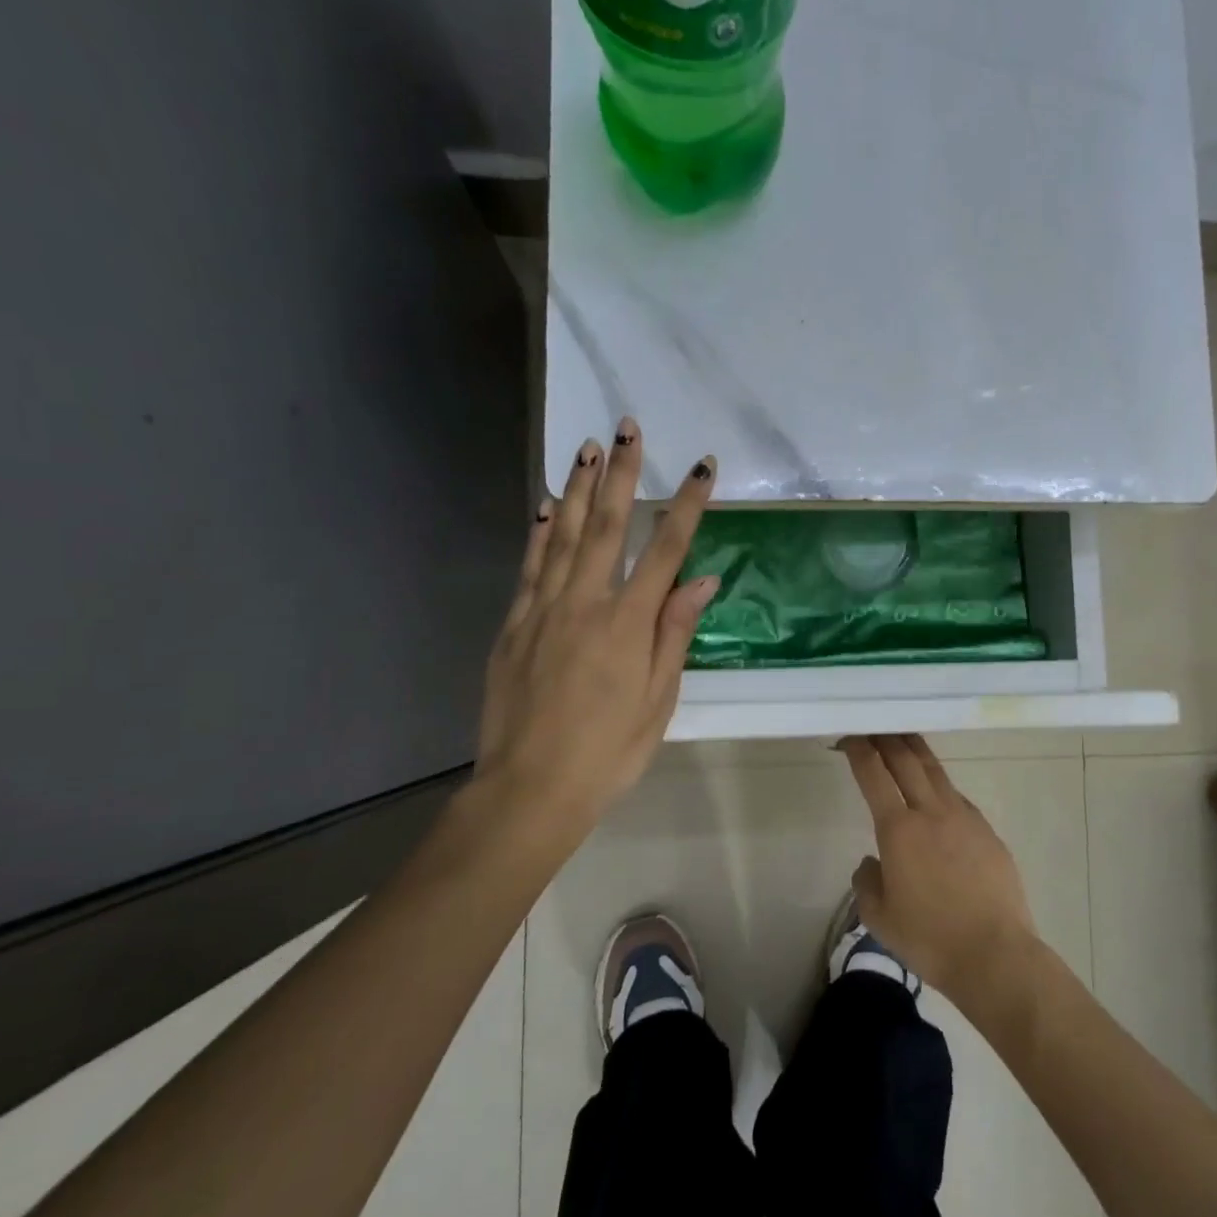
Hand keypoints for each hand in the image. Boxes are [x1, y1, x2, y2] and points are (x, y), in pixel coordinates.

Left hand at [476, 419, 718, 845]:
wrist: (530, 789)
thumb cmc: (608, 751)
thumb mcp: (658, 699)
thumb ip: (675, 632)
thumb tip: (702, 579)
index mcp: (628, 623)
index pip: (665, 549)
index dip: (686, 504)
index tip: (701, 466)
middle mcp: (585, 603)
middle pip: (606, 526)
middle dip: (621, 473)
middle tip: (626, 428)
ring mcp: (543, 611)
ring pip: (562, 536)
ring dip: (578, 488)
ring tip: (586, 447)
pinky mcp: (514, 625)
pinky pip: (530, 567)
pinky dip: (539, 532)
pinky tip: (545, 506)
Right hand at [841, 734, 1039, 1006]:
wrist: (995, 954)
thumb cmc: (929, 938)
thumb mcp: (879, 917)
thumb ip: (867, 882)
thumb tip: (872, 863)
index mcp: (899, 829)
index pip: (874, 775)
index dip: (859, 751)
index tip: (850, 736)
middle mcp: (931, 812)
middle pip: (907, 761)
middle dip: (888, 739)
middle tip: (876, 725)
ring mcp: (965, 818)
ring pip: (937, 773)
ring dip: (917, 751)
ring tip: (906, 738)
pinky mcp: (988, 832)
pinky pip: (959, 798)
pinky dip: (941, 785)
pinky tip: (938, 792)